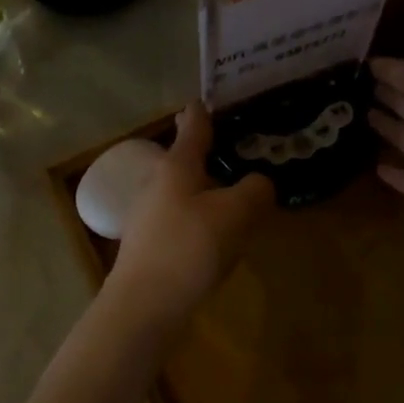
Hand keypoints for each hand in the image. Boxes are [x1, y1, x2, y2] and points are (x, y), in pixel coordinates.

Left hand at [108, 104, 274, 315]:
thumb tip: (259, 183)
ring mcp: (150, 215)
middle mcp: (159, 183)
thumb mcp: (236, 213)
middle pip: (186, 157)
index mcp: (177, 165)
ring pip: (185, 189)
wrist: (145, 305)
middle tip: (242, 148)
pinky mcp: (152, 244)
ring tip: (238, 192)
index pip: (194, 124)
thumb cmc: (190, 246)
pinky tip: (220, 234)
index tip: (215, 97)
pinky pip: (184, 218)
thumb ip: (255, 190)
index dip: (206, 109)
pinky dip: (203, 216)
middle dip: (210, 151)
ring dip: (208, 186)